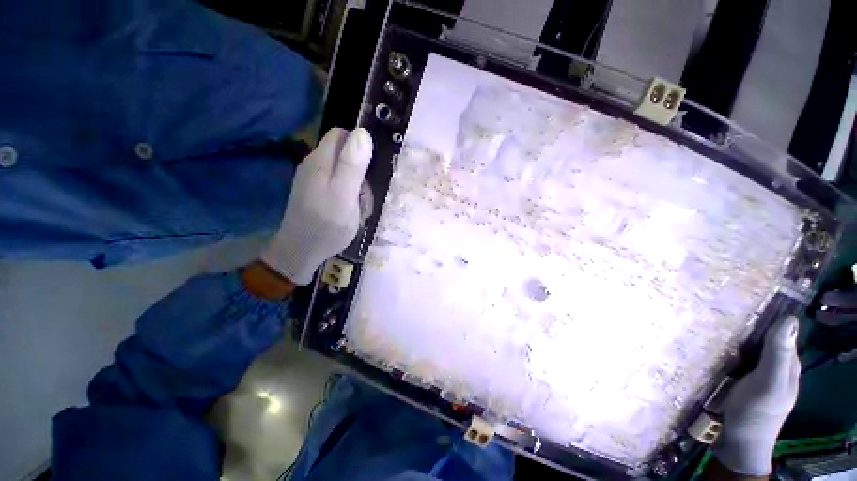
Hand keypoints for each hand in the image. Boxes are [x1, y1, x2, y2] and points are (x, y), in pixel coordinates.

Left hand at [261, 127, 372, 284]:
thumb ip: (352, 165)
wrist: (301, 251)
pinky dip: (349, 194)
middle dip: (361, 170)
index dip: (361, 145)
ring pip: (343, 170)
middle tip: (366, 194)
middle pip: (344, 152)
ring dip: (357, 186)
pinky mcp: (315, 192)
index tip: (372, 166)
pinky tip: (350, 209)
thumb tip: (363, 132)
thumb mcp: (345, 195)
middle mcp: (314, 164)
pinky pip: (338, 184)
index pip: (342, 134)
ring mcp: (313, 179)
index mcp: (320, 160)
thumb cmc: (327, 224)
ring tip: (360, 206)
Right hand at [712, 316, 800, 476]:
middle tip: (719, 300)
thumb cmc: (756, 412)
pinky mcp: (736, 377)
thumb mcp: (770, 384)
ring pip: (744, 344)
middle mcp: (771, 362)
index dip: (770, 310)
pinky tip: (706, 339)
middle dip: (745, 318)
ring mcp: (753, 371)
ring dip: (730, 331)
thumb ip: (779, 355)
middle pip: (761, 334)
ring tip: (707, 314)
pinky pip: (732, 354)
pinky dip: (722, 345)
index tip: (747, 291)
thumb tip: (790, 318)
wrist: (737, 442)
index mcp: (785, 361)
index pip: (781, 328)